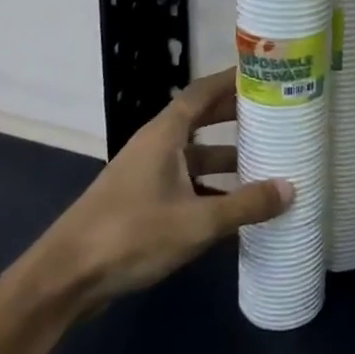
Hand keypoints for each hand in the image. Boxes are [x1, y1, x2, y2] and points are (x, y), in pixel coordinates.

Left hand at [8, 68, 291, 314]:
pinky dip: (210, 189)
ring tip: (264, 164)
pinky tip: (234, 209)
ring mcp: (145, 176)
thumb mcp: (197, 222)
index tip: (263, 74)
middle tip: (273, 116)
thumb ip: (245, 205)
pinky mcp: (140, 204)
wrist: (64, 279)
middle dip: (235, 118)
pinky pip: (184, 184)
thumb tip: (291, 188)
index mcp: (164, 135)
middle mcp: (154, 147)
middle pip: (200, 121)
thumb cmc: (131, 235)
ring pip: (194, 157)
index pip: (201, 92)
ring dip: (225, 159)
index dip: (231, 80)